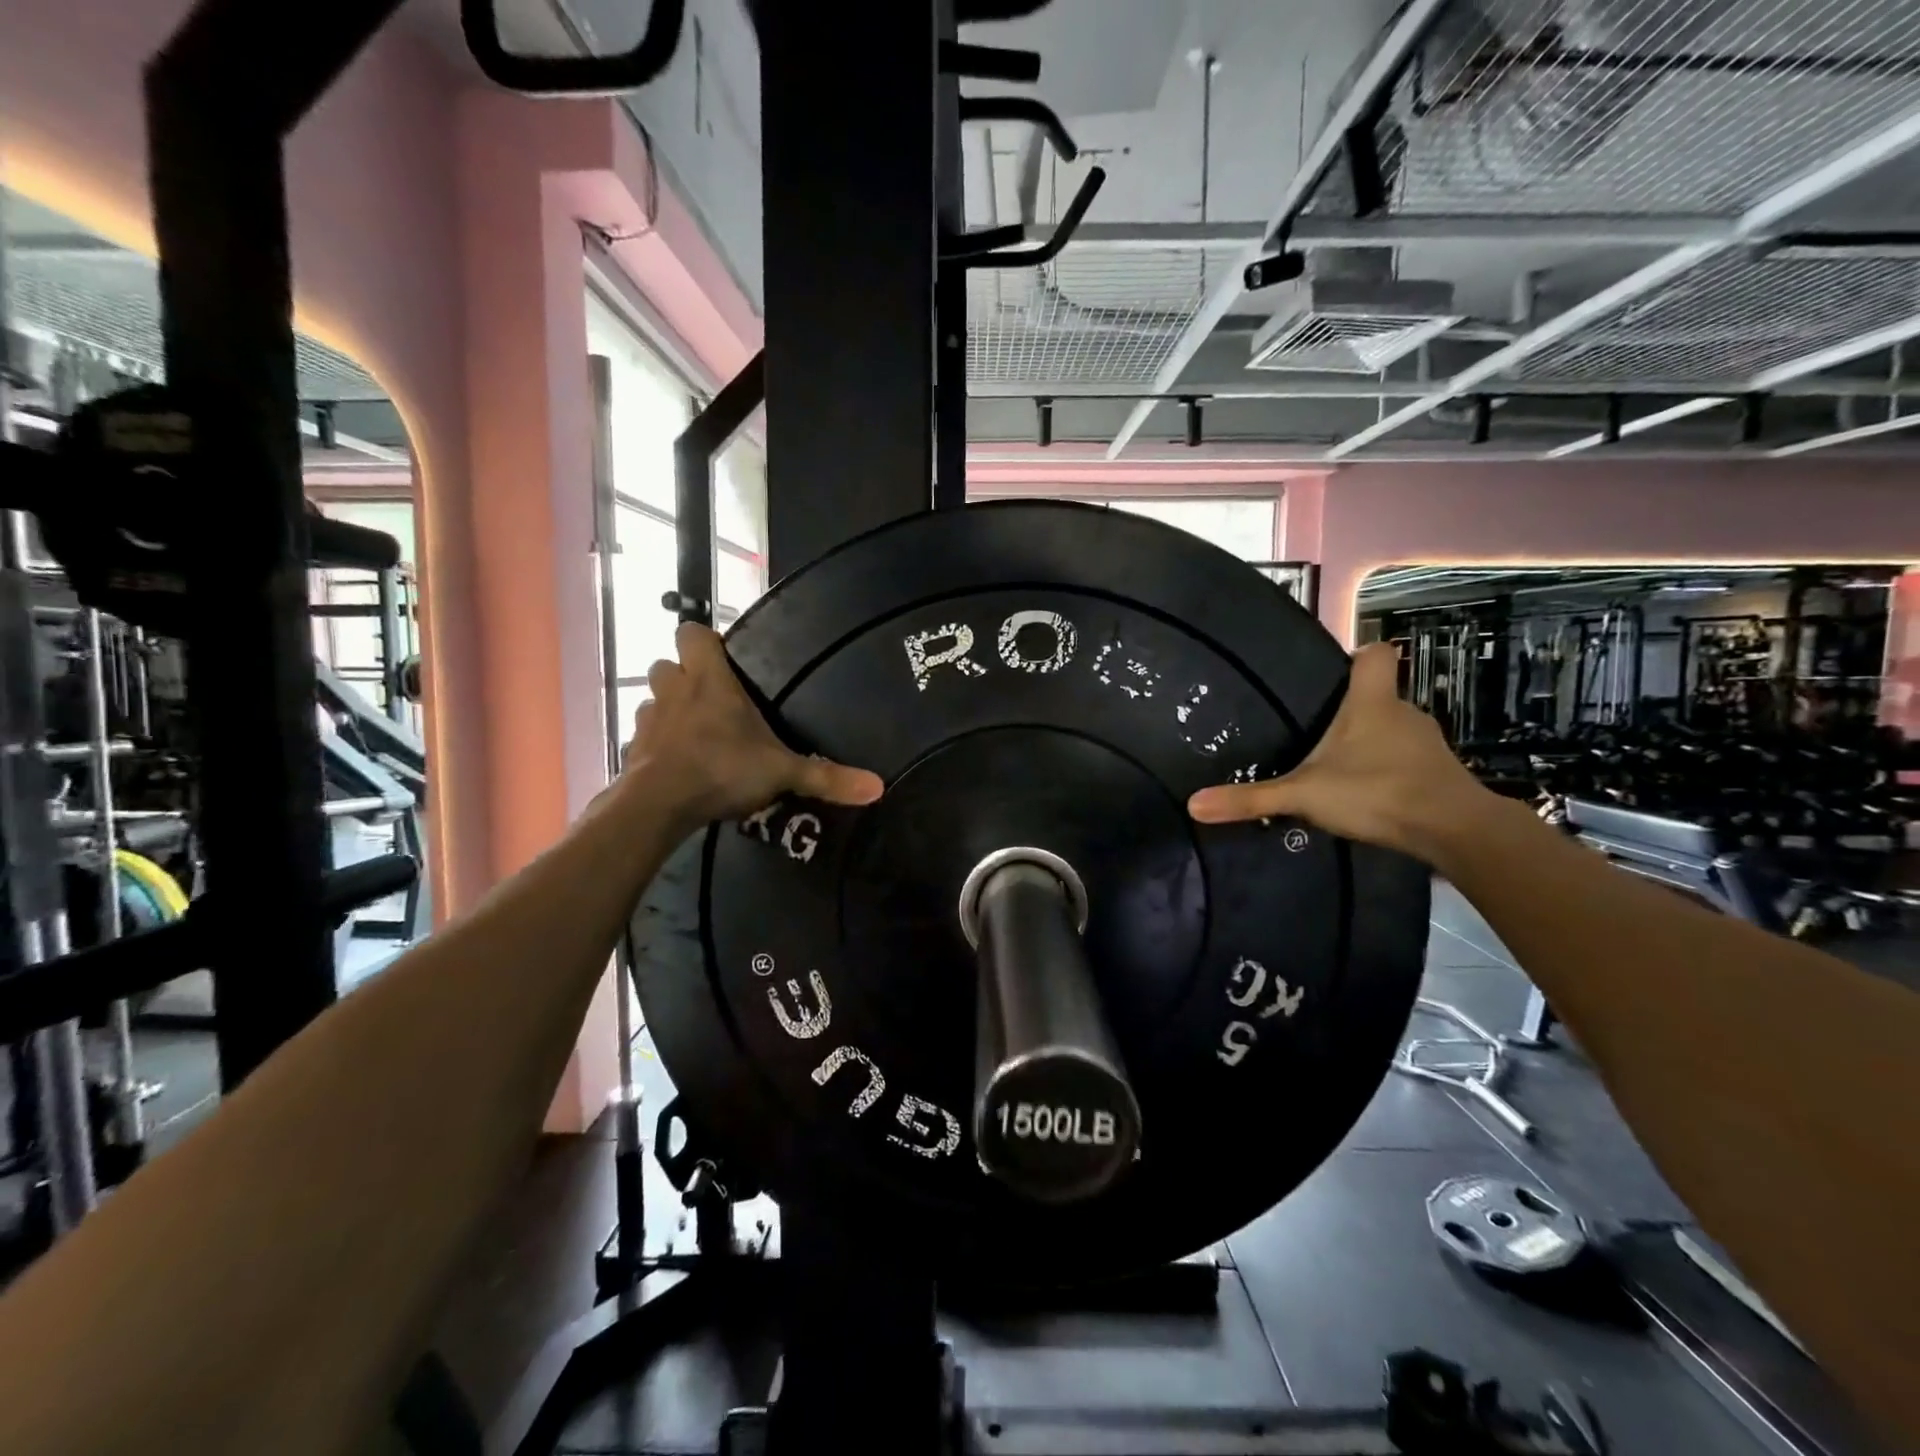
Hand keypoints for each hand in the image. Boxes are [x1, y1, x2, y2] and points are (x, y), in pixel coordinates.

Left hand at [625, 623, 883, 829]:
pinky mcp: (632, 749)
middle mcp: (674, 689)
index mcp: (709, 680)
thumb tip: (878, 786)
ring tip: (695, 732)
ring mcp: (648, 718)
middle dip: (685, 675)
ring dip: (669, 708)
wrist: (658, 805)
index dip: (705, 641)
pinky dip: (657, 743)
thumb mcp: (782, 773)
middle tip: (713, 699)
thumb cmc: (721, 769)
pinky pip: (644, 736)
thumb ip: (826, 777)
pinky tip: (676, 763)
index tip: (724, 659)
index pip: (692, 633)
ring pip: (653, 698)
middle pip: (667, 664)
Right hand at [1187, 642, 1493, 863]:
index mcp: (1372, 702)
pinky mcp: (1440, 773)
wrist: (1454, 830)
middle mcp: (1404, 713)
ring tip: (1338, 768)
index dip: (1358, 655)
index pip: (1376, 654)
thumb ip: (1251, 798)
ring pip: (1394, 730)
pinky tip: (1369, 794)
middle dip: (1352, 710)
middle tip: (1316, 731)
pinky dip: (1390, 770)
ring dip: (1371, 743)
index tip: (1335, 670)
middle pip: (1379, 695)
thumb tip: (1193, 804)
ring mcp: (1427, 743)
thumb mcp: (1303, 795)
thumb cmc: (1377, 791)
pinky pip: (1408, 760)